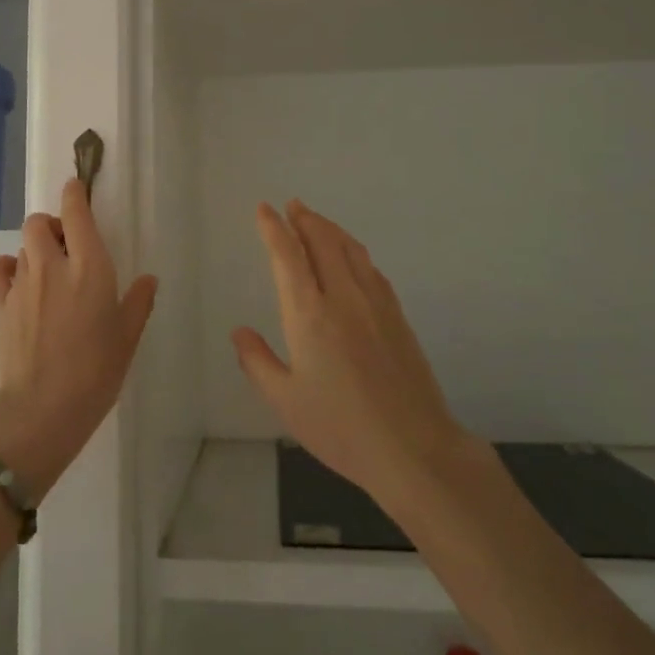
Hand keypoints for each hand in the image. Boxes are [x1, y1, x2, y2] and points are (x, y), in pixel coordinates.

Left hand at [0, 178, 157, 499]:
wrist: (42, 410)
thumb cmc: (95, 374)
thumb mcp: (127, 339)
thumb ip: (138, 303)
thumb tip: (148, 279)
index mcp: (90, 268)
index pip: (77, 213)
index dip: (75, 194)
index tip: (77, 188)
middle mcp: (52, 266)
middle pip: (40, 222)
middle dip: (53, 225)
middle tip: (68, 247)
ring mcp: (21, 283)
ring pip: (23, 244)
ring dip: (36, 248)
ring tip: (49, 271)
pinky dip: (6, 267)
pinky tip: (18, 282)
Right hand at [233, 201, 464, 505]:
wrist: (414, 448)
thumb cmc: (341, 428)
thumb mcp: (285, 402)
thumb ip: (258, 362)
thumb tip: (239, 331)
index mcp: (309, 315)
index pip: (288, 256)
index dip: (274, 229)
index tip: (264, 209)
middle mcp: (343, 298)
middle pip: (323, 242)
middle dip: (305, 219)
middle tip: (292, 205)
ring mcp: (376, 305)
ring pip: (351, 250)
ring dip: (331, 229)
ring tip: (317, 220)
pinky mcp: (398, 318)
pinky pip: (372, 270)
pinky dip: (355, 252)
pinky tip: (353, 258)